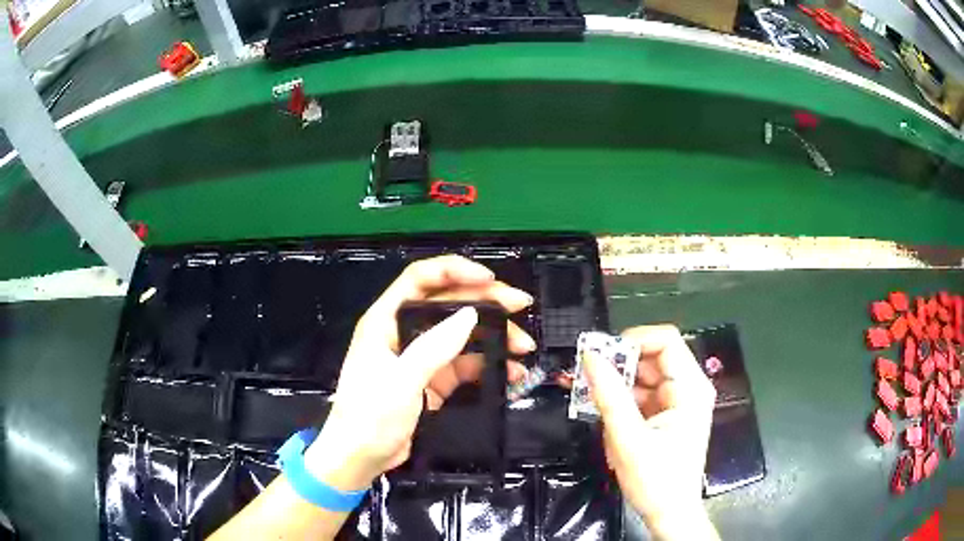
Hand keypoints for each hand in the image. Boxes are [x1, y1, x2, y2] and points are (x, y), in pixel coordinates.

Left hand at [304, 255, 534, 490]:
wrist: (360, 459)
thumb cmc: (368, 418)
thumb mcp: (399, 382)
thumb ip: (434, 348)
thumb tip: (470, 315)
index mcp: (385, 321)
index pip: (421, 280)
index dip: (454, 271)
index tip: (488, 278)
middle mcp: (404, 333)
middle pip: (448, 305)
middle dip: (486, 303)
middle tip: (521, 305)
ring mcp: (421, 357)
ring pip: (463, 335)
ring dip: (495, 338)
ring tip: (523, 348)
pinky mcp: (434, 381)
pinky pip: (467, 365)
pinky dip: (490, 366)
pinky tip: (511, 374)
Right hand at [583, 325, 718, 540]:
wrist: (668, 513)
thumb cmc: (656, 480)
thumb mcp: (628, 438)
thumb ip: (608, 395)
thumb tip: (590, 356)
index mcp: (690, 388)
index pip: (665, 341)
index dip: (632, 340)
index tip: (601, 355)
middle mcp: (689, 388)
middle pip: (653, 357)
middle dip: (619, 365)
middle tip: (587, 378)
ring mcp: (678, 402)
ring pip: (644, 376)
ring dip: (618, 386)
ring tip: (592, 400)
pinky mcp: (667, 415)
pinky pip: (642, 395)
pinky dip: (622, 401)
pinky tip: (607, 416)